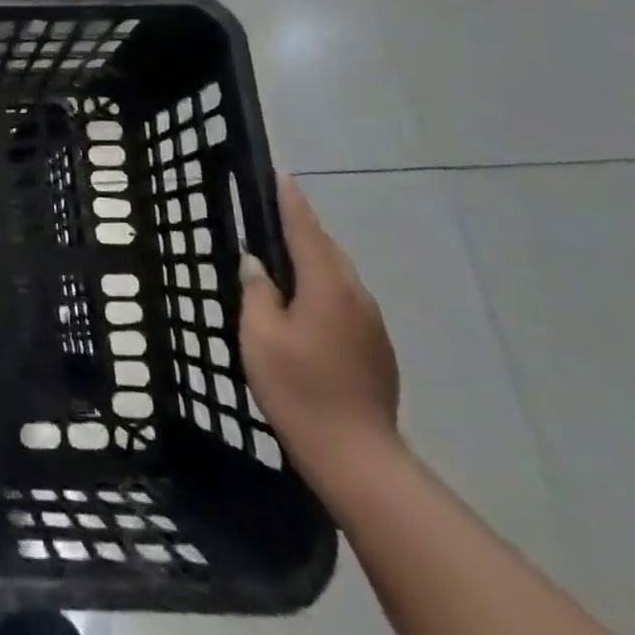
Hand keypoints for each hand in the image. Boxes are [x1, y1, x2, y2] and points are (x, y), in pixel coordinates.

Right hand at [239, 176, 400, 473]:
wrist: (357, 458)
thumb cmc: (300, 388)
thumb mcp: (260, 335)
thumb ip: (257, 291)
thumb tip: (257, 264)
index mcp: (327, 284)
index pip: (305, 227)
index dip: (290, 200)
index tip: (279, 175)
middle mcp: (355, 294)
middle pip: (326, 248)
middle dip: (300, 230)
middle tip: (269, 220)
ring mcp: (371, 323)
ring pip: (338, 275)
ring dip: (312, 262)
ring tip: (281, 263)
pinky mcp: (377, 348)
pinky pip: (345, 301)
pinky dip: (323, 289)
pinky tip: (303, 308)